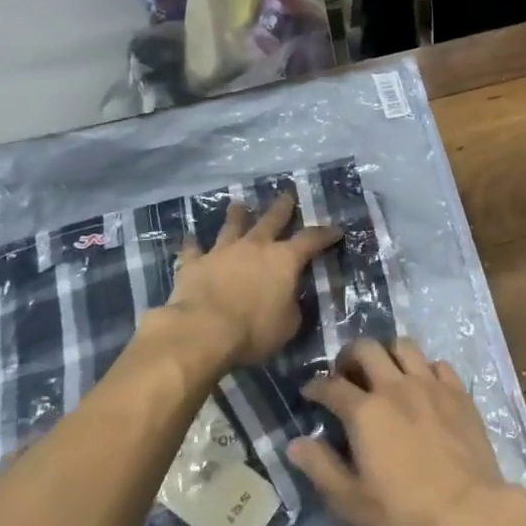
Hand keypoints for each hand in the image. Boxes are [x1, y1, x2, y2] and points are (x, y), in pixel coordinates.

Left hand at [166, 194, 341, 368]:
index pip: (311, 240)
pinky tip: (189, 239)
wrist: (203, 331)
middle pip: (272, 219)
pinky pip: (193, 250)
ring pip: (232, 226)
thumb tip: (291, 298)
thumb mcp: (288, 325)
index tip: (336, 229)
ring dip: (237, 215)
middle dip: (283, 207)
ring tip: (239, 205)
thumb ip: (293, 306)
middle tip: (288, 194)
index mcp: (284, 259)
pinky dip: (192, 245)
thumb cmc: (254, 330)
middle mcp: (255, 246)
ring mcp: (223, 251)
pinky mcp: (194, 263)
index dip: (325, 234)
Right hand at [288, 339, 525, 525]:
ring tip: (384, 372)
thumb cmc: (404, 511)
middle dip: (349, 355)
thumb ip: (321, 468)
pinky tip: (422, 386)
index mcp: (366, 411)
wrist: (468, 510)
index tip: (309, 392)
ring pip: (404, 346)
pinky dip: (424, 368)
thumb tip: (295, 443)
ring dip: (388, 353)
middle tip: (345, 373)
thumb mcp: (352, 501)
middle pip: (367, 349)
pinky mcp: (458, 391)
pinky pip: (437, 364)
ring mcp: (430, 384)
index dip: (315, 387)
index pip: (331, 386)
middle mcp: (395, 386)